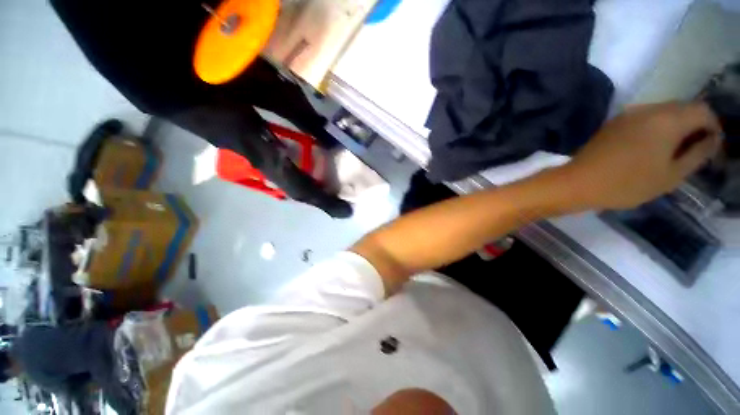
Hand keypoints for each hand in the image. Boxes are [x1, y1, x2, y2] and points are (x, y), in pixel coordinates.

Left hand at [561, 101, 721, 210]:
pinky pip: (644, 119)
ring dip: (675, 127)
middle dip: (694, 126)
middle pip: (683, 108)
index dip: (713, 127)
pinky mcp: (612, 123)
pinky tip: (651, 148)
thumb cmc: (627, 183)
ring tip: (673, 153)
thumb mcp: (671, 175)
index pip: (703, 110)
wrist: (577, 183)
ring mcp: (627, 114)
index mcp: (667, 118)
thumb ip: (697, 153)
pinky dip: (655, 129)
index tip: (712, 147)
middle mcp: (648, 109)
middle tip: (694, 152)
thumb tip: (713, 138)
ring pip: (663, 113)